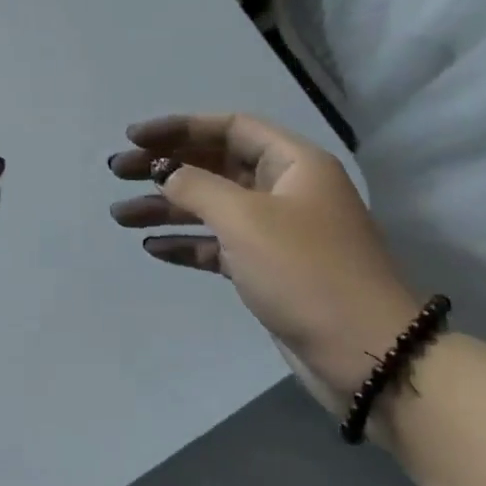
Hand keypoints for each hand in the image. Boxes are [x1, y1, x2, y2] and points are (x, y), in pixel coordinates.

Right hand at [108, 114, 417, 407]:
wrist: (368, 357)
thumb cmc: (307, 272)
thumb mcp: (246, 220)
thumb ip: (196, 188)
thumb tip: (164, 173)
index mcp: (293, 163)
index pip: (229, 127)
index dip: (179, 128)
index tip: (135, 138)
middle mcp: (285, 190)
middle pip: (214, 165)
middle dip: (165, 167)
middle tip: (117, 171)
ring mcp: (277, 232)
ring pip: (211, 207)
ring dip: (166, 208)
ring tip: (119, 215)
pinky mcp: (268, 270)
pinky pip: (218, 245)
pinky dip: (187, 243)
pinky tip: (152, 246)